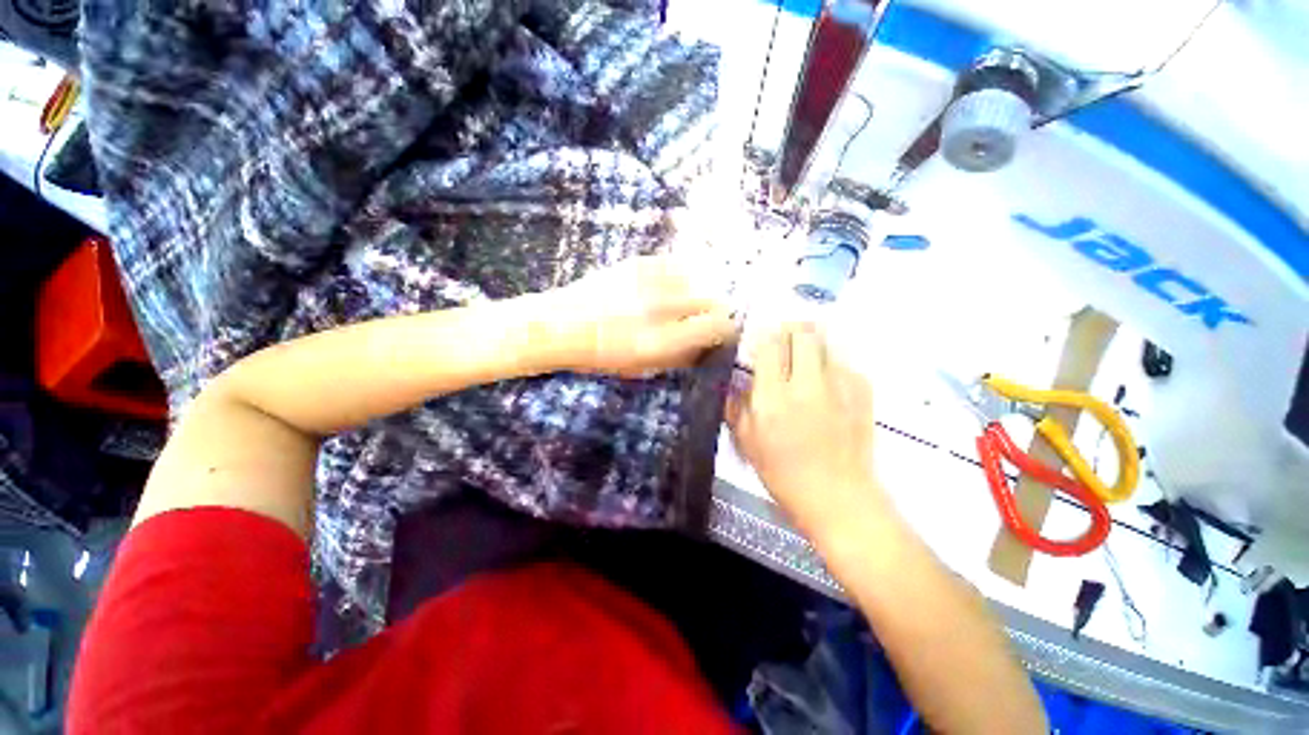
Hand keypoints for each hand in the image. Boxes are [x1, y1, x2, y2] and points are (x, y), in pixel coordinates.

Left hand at [546, 256, 737, 376]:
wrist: (559, 325)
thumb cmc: (599, 356)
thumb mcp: (640, 368)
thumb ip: (677, 357)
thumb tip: (706, 346)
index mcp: (660, 342)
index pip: (715, 328)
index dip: (726, 331)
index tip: (722, 333)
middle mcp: (659, 310)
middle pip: (713, 301)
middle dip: (716, 312)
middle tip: (706, 318)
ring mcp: (648, 283)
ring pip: (698, 279)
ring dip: (699, 292)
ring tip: (686, 301)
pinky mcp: (637, 263)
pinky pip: (675, 264)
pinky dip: (681, 275)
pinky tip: (671, 284)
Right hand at [727, 323, 881, 533]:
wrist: (837, 496)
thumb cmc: (783, 473)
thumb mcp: (746, 441)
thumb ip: (736, 404)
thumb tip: (738, 379)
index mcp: (774, 397)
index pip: (769, 345)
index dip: (762, 336)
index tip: (759, 342)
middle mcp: (807, 384)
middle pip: (802, 332)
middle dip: (789, 329)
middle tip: (783, 342)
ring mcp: (839, 386)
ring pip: (826, 341)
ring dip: (811, 344)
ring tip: (804, 360)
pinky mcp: (863, 392)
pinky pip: (844, 362)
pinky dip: (831, 364)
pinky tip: (826, 383)